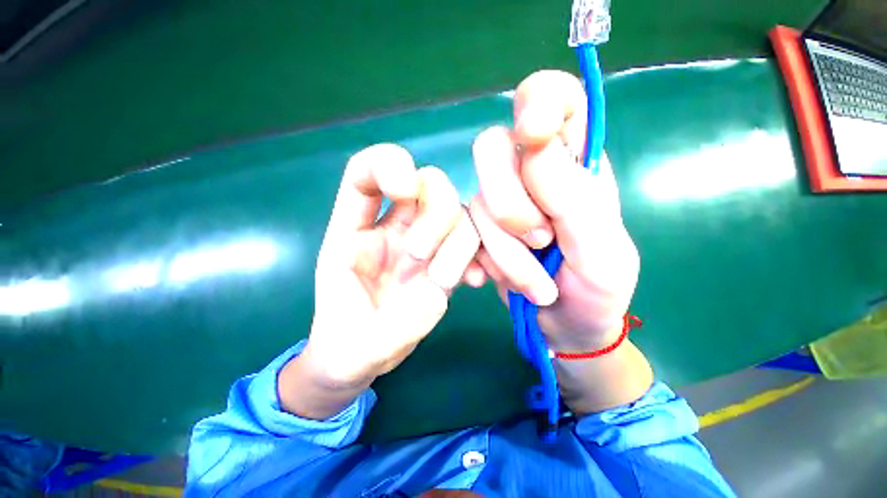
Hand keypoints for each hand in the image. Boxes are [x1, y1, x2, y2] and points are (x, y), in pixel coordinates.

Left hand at [302, 144, 481, 391]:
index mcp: (354, 233)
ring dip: (460, 244)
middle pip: (429, 184)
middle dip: (436, 215)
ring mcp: (426, 243)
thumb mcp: (352, 350)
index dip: (388, 164)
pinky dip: (480, 256)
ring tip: (444, 284)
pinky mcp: (447, 261)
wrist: (362, 360)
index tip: (404, 189)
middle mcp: (394, 229)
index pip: (365, 172)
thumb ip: (390, 328)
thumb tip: (436, 293)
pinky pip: (474, 241)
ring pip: (458, 212)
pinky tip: (474, 282)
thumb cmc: (345, 348)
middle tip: (422, 260)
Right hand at [469, 70, 639, 352]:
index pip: (554, 98)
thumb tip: (534, 143)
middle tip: (540, 241)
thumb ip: (575, 197)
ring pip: (477, 202)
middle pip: (493, 147)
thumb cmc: (596, 290)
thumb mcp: (602, 249)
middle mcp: (530, 175)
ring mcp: (499, 203)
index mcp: (574, 163)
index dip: (538, 101)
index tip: (534, 134)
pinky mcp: (478, 231)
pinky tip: (497, 280)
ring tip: (535, 283)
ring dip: (505, 251)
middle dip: (510, 202)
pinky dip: (483, 261)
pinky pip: (462, 232)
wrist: (566, 326)